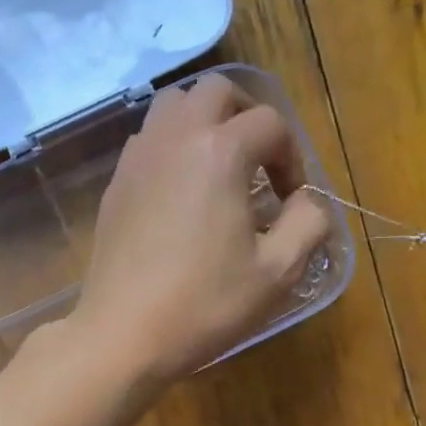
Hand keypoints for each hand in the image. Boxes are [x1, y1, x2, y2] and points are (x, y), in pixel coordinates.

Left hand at [70, 73, 330, 385]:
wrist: (125, 334)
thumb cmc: (206, 303)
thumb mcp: (278, 272)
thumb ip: (308, 224)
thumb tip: (308, 202)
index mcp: (220, 151)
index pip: (271, 123)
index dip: (292, 157)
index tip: (292, 200)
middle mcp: (176, 137)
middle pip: (217, 90)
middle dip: (248, 115)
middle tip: (261, 160)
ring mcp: (138, 157)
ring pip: (174, 105)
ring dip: (205, 122)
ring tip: (221, 167)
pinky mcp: (116, 182)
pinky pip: (149, 138)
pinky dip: (173, 145)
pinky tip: (182, 191)